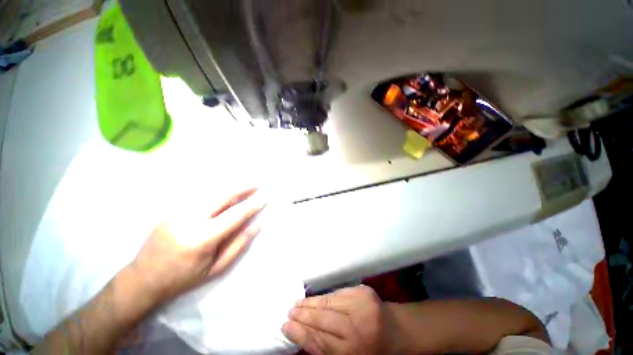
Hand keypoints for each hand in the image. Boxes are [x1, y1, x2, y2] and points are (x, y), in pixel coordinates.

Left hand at [130, 187, 265, 303]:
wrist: (141, 279)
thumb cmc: (182, 279)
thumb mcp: (215, 269)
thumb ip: (238, 245)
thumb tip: (257, 225)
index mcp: (201, 239)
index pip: (234, 215)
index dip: (252, 205)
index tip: (264, 197)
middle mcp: (188, 220)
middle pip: (222, 196)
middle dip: (243, 188)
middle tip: (257, 183)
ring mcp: (176, 212)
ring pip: (210, 193)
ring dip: (230, 187)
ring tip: (245, 185)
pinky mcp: (170, 210)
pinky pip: (199, 196)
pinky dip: (216, 192)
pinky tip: (225, 192)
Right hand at [282, 285, 400, 354]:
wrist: (395, 330)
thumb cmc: (371, 350)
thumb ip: (326, 349)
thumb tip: (302, 335)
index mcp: (353, 352)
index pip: (320, 342)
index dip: (301, 333)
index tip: (286, 325)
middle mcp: (357, 328)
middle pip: (323, 320)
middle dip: (303, 315)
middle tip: (289, 311)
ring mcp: (361, 305)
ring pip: (328, 303)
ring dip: (311, 303)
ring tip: (299, 303)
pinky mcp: (363, 291)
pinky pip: (337, 293)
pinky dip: (324, 297)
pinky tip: (316, 299)